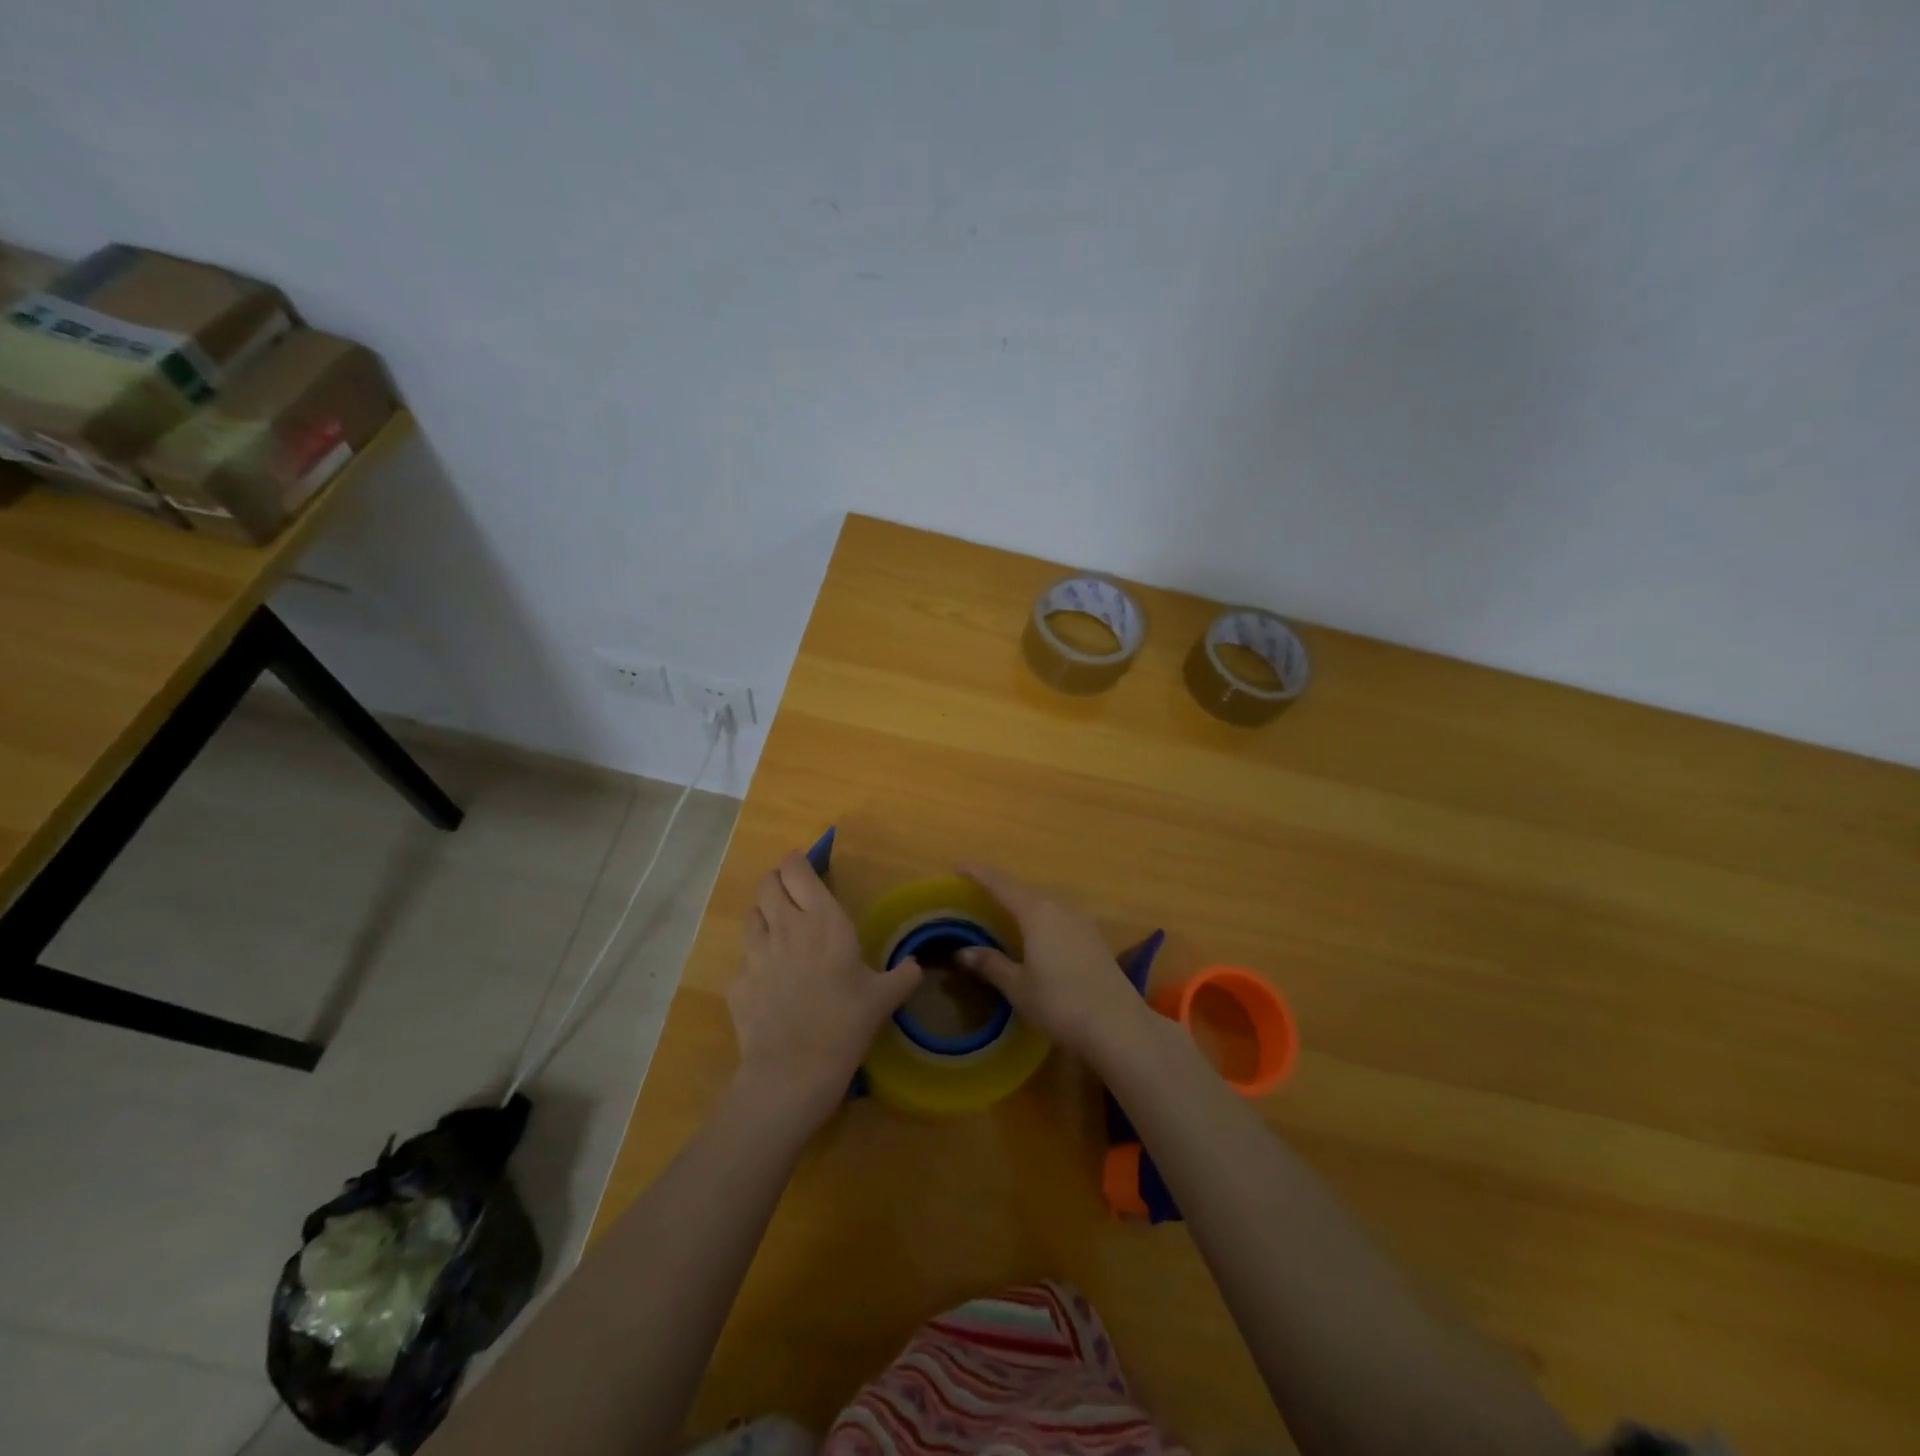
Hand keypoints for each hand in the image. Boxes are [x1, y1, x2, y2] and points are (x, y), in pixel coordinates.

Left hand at [732, 851, 921, 1123]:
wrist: (792, 1071)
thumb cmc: (845, 1024)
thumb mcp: (883, 999)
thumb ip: (903, 976)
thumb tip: (917, 966)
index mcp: (822, 920)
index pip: (797, 870)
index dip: (798, 862)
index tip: (806, 865)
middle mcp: (785, 926)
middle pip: (767, 884)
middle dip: (778, 881)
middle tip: (792, 891)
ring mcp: (755, 953)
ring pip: (751, 915)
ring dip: (764, 914)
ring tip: (779, 929)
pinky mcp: (737, 982)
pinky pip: (744, 958)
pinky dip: (755, 960)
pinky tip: (769, 980)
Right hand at [956, 864, 1156, 1067]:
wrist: (1118, 1025)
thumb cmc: (1060, 1003)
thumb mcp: (1018, 986)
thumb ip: (991, 964)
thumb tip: (962, 952)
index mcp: (1036, 912)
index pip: (1001, 885)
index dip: (978, 874)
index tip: (959, 867)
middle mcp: (1060, 907)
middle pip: (1024, 890)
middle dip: (1000, 889)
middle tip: (978, 895)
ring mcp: (1081, 921)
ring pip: (1045, 903)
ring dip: (1023, 904)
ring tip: (1004, 913)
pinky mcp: (1094, 937)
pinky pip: (1059, 917)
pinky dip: (1041, 918)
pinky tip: (1036, 934)